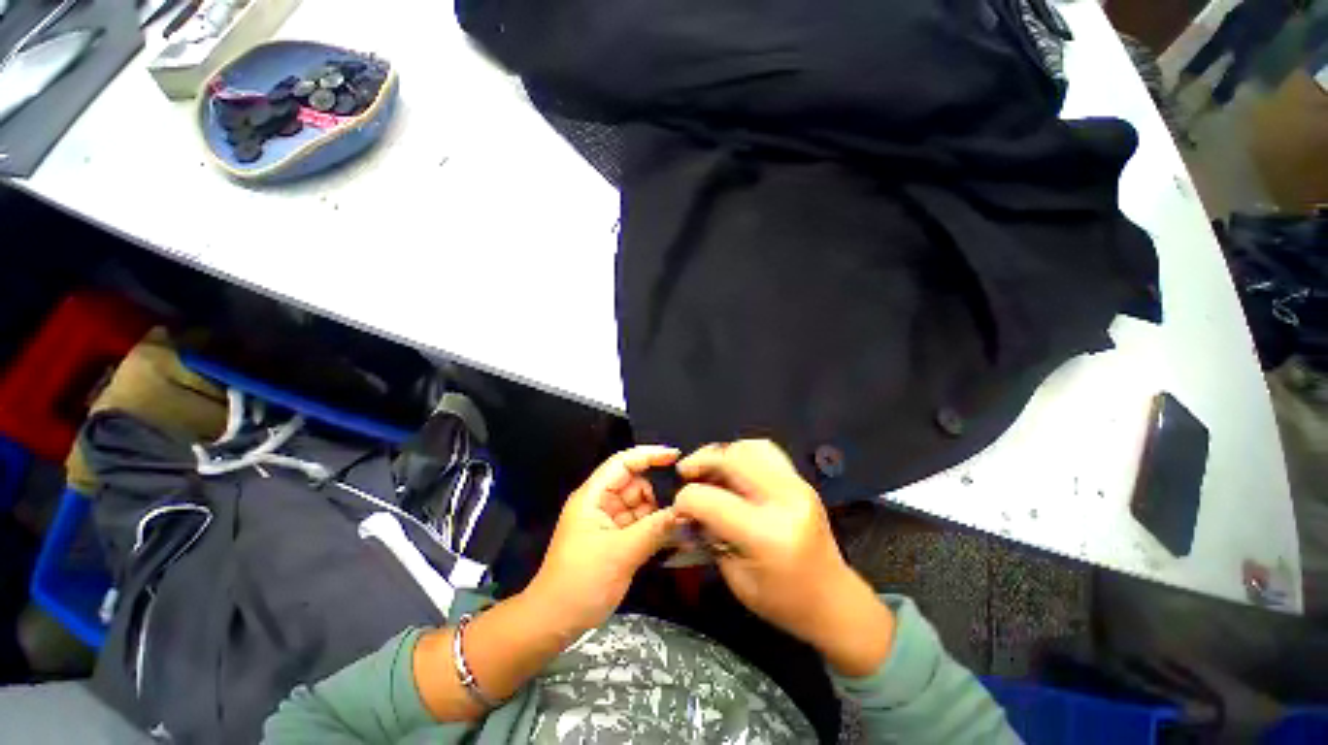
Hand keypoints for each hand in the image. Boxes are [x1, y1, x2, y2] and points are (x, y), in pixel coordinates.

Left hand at [526, 446, 682, 635]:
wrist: (554, 623)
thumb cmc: (581, 582)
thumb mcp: (622, 554)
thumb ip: (655, 529)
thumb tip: (686, 511)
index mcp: (593, 496)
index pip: (622, 463)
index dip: (648, 455)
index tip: (676, 457)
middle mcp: (600, 503)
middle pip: (633, 483)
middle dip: (657, 490)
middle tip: (685, 501)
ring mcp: (606, 521)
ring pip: (639, 504)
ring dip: (658, 511)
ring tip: (683, 521)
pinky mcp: (613, 539)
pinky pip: (638, 524)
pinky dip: (653, 527)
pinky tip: (673, 535)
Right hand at [674, 440, 894, 675]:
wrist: (835, 601)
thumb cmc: (783, 603)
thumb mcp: (736, 578)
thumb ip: (710, 536)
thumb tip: (689, 508)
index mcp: (766, 535)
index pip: (711, 499)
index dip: (685, 500)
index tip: (678, 507)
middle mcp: (784, 500)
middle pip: (732, 459)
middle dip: (701, 461)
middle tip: (686, 473)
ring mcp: (797, 486)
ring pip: (750, 447)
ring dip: (723, 453)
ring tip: (709, 468)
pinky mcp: (802, 481)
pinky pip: (767, 451)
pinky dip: (743, 453)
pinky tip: (734, 469)